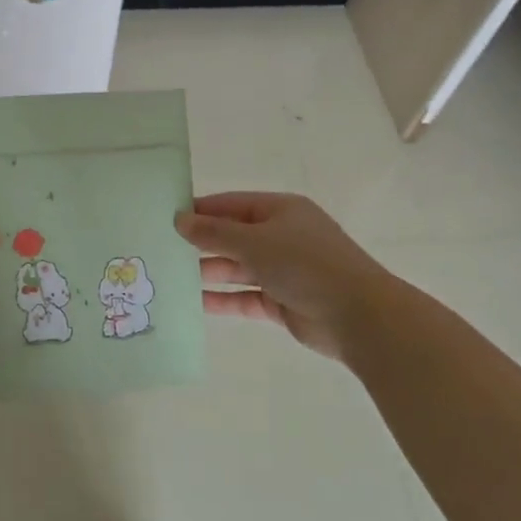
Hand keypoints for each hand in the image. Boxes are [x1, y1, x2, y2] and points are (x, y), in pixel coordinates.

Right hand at [176, 191, 389, 361]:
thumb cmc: (305, 264)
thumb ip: (214, 233)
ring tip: (171, 277)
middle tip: (161, 250)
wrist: (359, 316)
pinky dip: (223, 299)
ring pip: (237, 268)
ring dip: (208, 272)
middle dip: (200, 244)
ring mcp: (283, 271)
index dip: (199, 210)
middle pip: (232, 236)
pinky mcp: (282, 302)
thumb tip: (179, 220)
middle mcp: (281, 237)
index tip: (165, 217)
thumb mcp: (254, 241)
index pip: (231, 204)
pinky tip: (194, 304)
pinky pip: (245, 297)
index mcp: (280, 211)